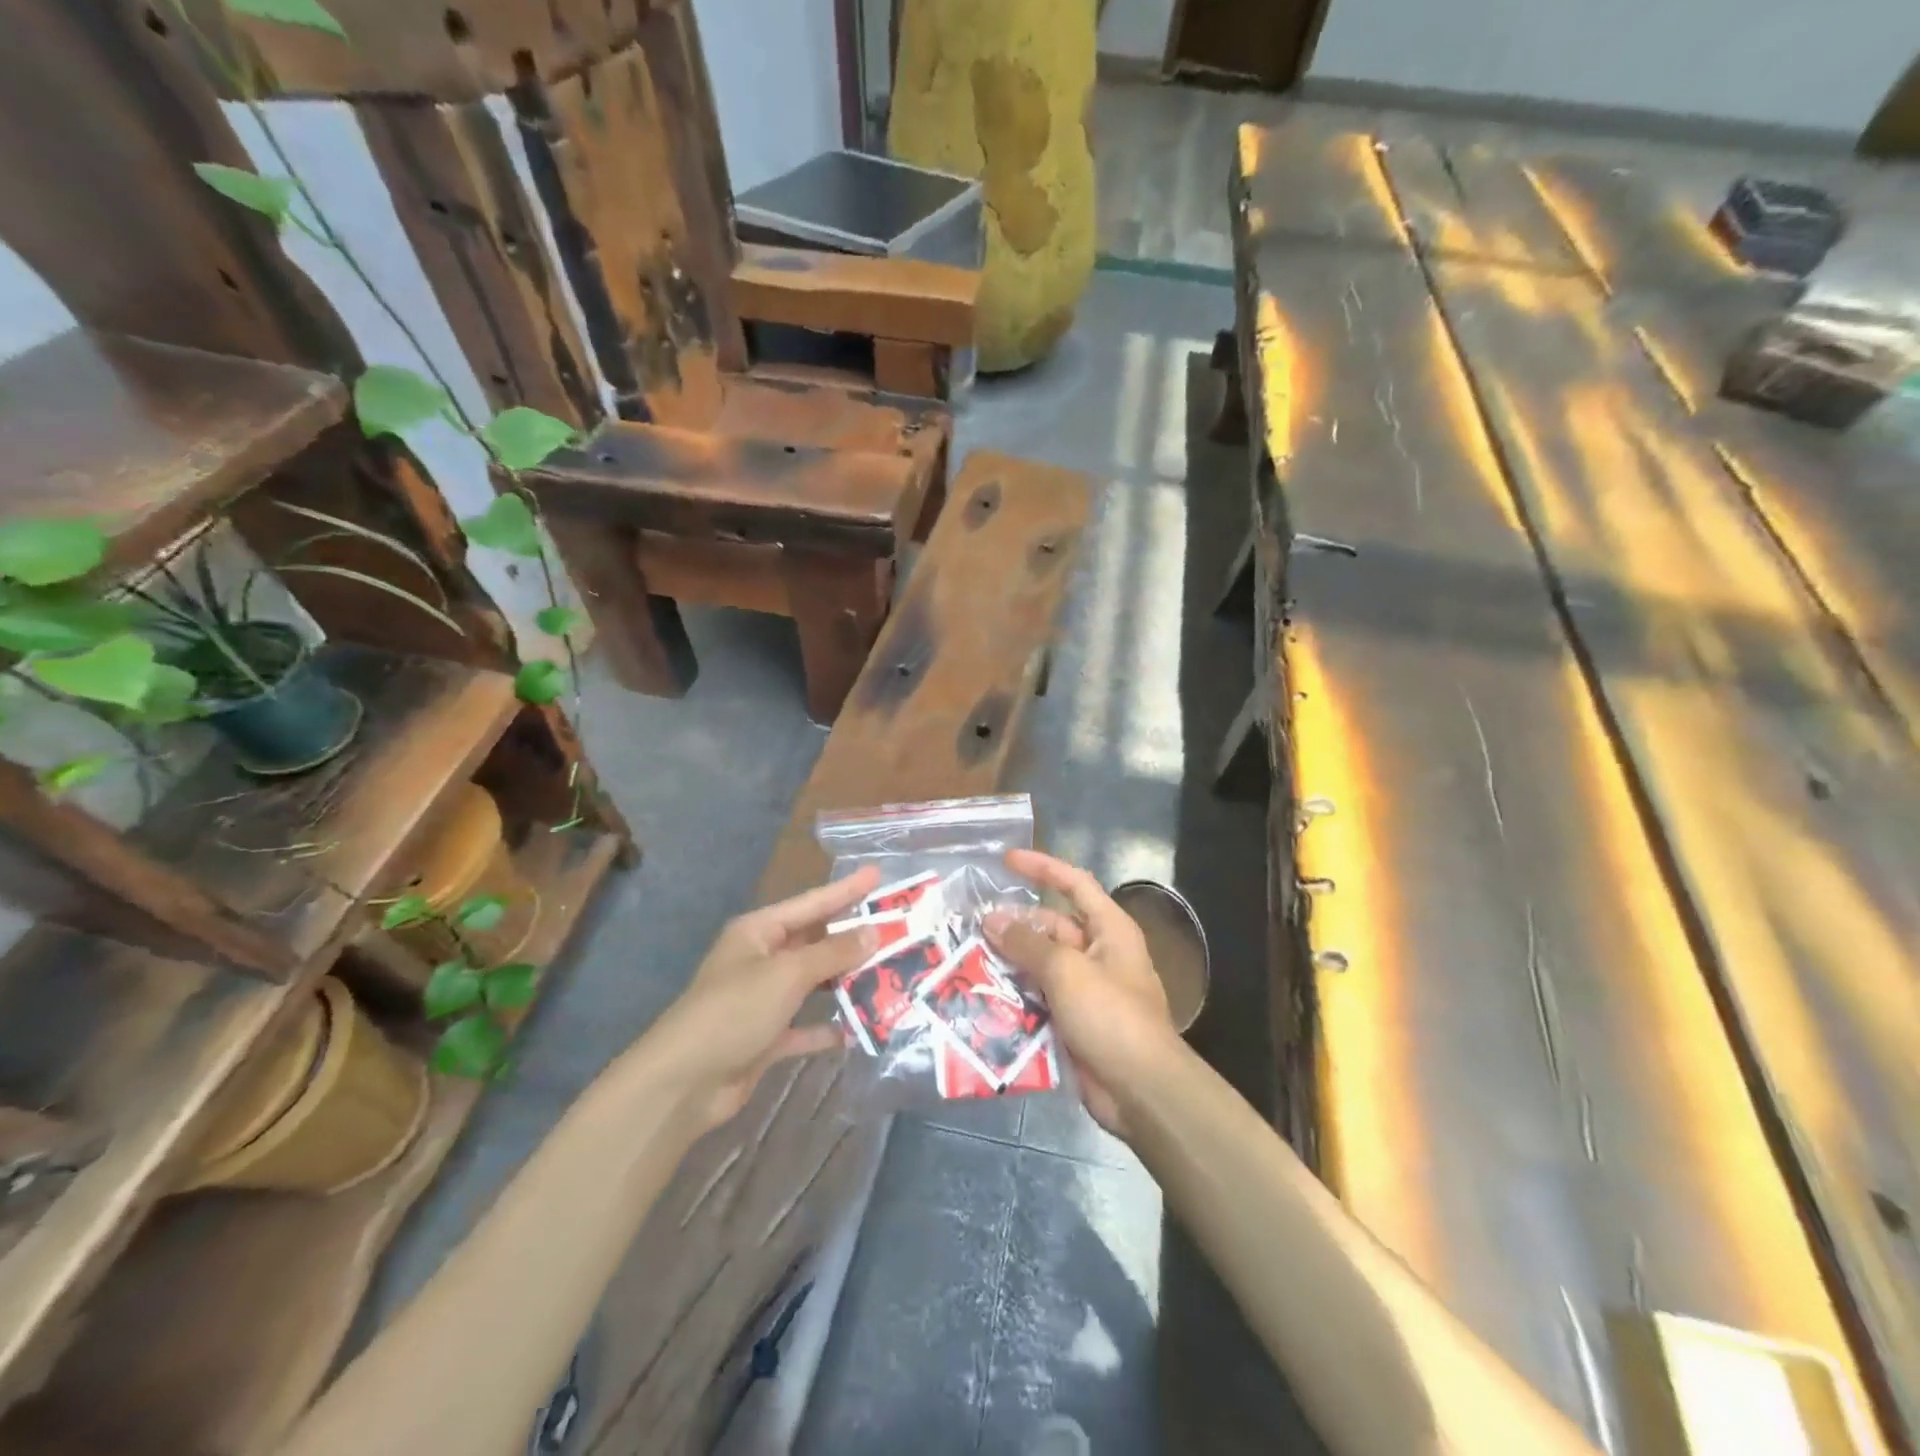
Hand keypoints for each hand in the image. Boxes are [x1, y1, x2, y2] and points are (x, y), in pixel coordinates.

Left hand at [644, 865, 881, 1131]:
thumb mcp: (787, 973)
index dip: (847, 889)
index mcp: (759, 932)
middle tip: (896, 928)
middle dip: (853, 937)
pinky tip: (859, 1028)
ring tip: (889, 974)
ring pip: (813, 983)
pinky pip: (805, 1025)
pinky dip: (828, 1026)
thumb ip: (833, 953)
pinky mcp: (765, 1038)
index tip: (879, 874)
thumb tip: (873, 931)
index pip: (813, 903)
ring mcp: (762, 1000)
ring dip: (846, 981)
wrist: (684, 1083)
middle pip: (815, 941)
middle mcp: (761, 960)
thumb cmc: (734, 1011)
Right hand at [984, 849, 1177, 1137]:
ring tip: (968, 958)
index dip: (1042, 867)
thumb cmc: (1110, 1015)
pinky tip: (981, 998)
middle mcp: (1099, 954)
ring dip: (1010, 963)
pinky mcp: (1073, 1023)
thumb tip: (992, 920)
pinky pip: (1038, 1000)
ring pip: (1040, 966)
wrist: (1139, 1089)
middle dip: (1015, 925)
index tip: (1006, 860)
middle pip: (1052, 927)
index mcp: (1109, 930)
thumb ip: (1027, 944)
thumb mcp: (1066, 971)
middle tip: (972, 924)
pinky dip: (1015, 997)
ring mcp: (1086, 991)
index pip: (1075, 884)